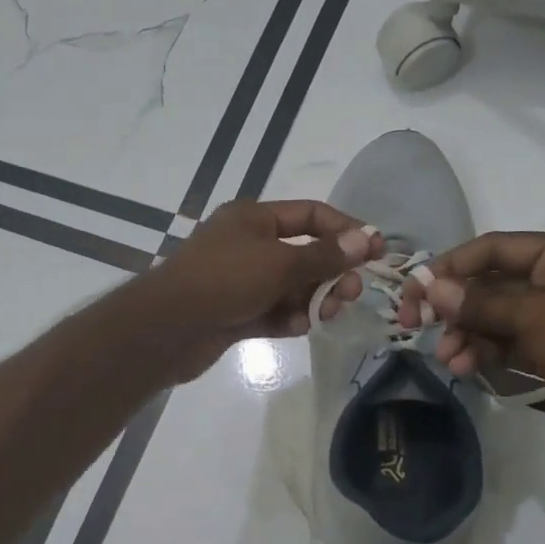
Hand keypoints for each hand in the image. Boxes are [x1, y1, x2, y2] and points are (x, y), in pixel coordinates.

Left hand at [141, 199, 381, 380]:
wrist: (167, 328)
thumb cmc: (224, 281)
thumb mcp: (280, 262)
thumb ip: (324, 255)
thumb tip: (365, 238)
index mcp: (254, 218)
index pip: (311, 215)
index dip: (346, 230)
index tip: (376, 251)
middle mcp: (248, 245)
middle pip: (304, 253)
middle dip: (331, 273)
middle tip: (352, 294)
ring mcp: (240, 281)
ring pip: (290, 287)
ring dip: (312, 299)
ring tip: (324, 314)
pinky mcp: (235, 313)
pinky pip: (273, 312)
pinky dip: (287, 319)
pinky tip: (296, 328)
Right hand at [397, 230, 544, 462]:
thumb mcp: (534, 318)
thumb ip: (479, 303)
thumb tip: (429, 287)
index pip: (496, 248)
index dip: (452, 266)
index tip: (414, 288)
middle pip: (494, 283)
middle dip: (456, 307)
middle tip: (416, 325)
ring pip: (498, 316)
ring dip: (467, 334)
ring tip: (446, 358)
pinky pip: (511, 341)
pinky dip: (486, 351)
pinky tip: (464, 367)